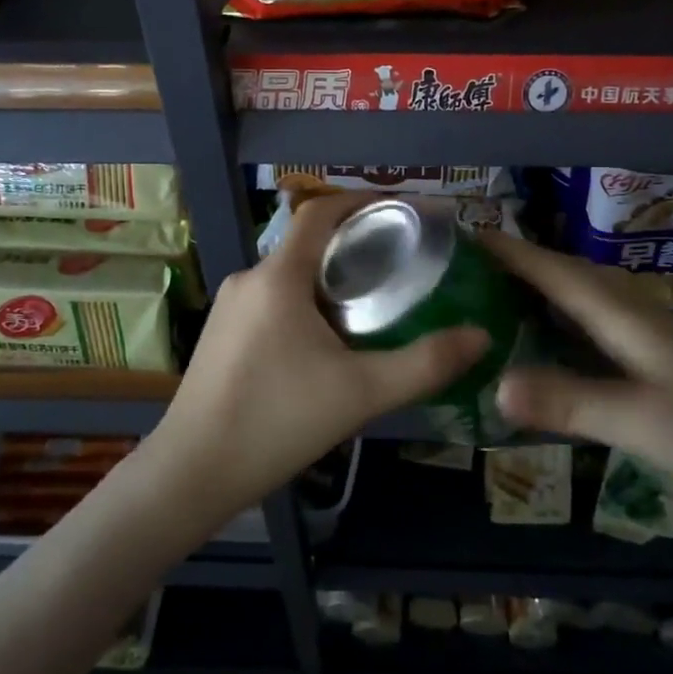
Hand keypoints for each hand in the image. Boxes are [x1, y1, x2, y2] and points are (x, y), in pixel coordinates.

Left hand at [152, 192, 489, 514]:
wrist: (192, 474)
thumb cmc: (277, 421)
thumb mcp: (361, 393)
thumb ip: (425, 364)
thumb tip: (481, 336)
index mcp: (278, 276)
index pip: (320, 211)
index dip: (363, 200)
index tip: (404, 210)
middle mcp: (249, 278)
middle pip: (308, 243)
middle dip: (356, 246)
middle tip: (403, 265)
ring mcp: (229, 308)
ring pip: (290, 275)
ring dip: (330, 279)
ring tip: (374, 304)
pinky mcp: (220, 335)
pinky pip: (272, 300)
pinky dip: (306, 303)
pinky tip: (328, 342)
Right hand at [481, 232, 672, 530]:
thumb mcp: (641, 421)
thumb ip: (568, 401)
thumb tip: (494, 385)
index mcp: (626, 316)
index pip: (556, 271)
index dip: (510, 251)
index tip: (463, 235)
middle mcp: (637, 315)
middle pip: (569, 276)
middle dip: (520, 264)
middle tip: (469, 269)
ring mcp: (654, 338)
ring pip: (586, 300)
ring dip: (542, 290)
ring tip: (498, 297)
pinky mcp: (664, 363)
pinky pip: (599, 328)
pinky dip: (565, 324)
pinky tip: (554, 343)